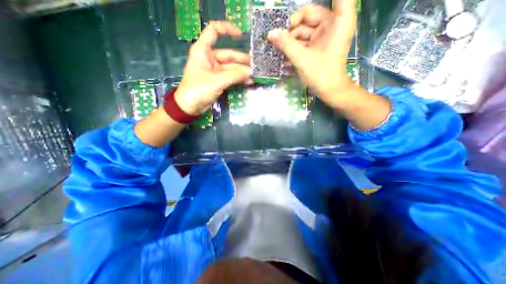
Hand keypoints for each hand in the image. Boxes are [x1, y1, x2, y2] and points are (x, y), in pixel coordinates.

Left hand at [176, 21, 251, 114]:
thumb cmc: (198, 90)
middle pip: (229, 55)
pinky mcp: (218, 80)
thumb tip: (251, 73)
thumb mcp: (217, 81)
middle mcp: (209, 58)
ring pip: (231, 68)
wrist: (190, 107)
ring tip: (254, 76)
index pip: (214, 31)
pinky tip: (248, 82)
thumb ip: (235, 76)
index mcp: (203, 50)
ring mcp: (215, 70)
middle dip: (242, 61)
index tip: (241, 36)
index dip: (227, 29)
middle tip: (256, 66)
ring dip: (242, 72)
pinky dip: (239, 79)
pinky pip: (231, 77)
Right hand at [268, 0, 358, 109]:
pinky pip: (304, 40)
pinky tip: (286, 54)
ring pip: (304, 30)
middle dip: (293, 27)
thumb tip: (270, 33)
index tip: (293, 17)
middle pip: (309, 15)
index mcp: (338, 19)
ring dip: (291, 40)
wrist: (330, 91)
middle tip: (279, 37)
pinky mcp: (319, 45)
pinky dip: (295, 46)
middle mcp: (332, 23)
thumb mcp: (302, 58)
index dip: (307, 8)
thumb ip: (286, 44)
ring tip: (280, 49)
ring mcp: (324, 35)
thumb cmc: (321, 74)